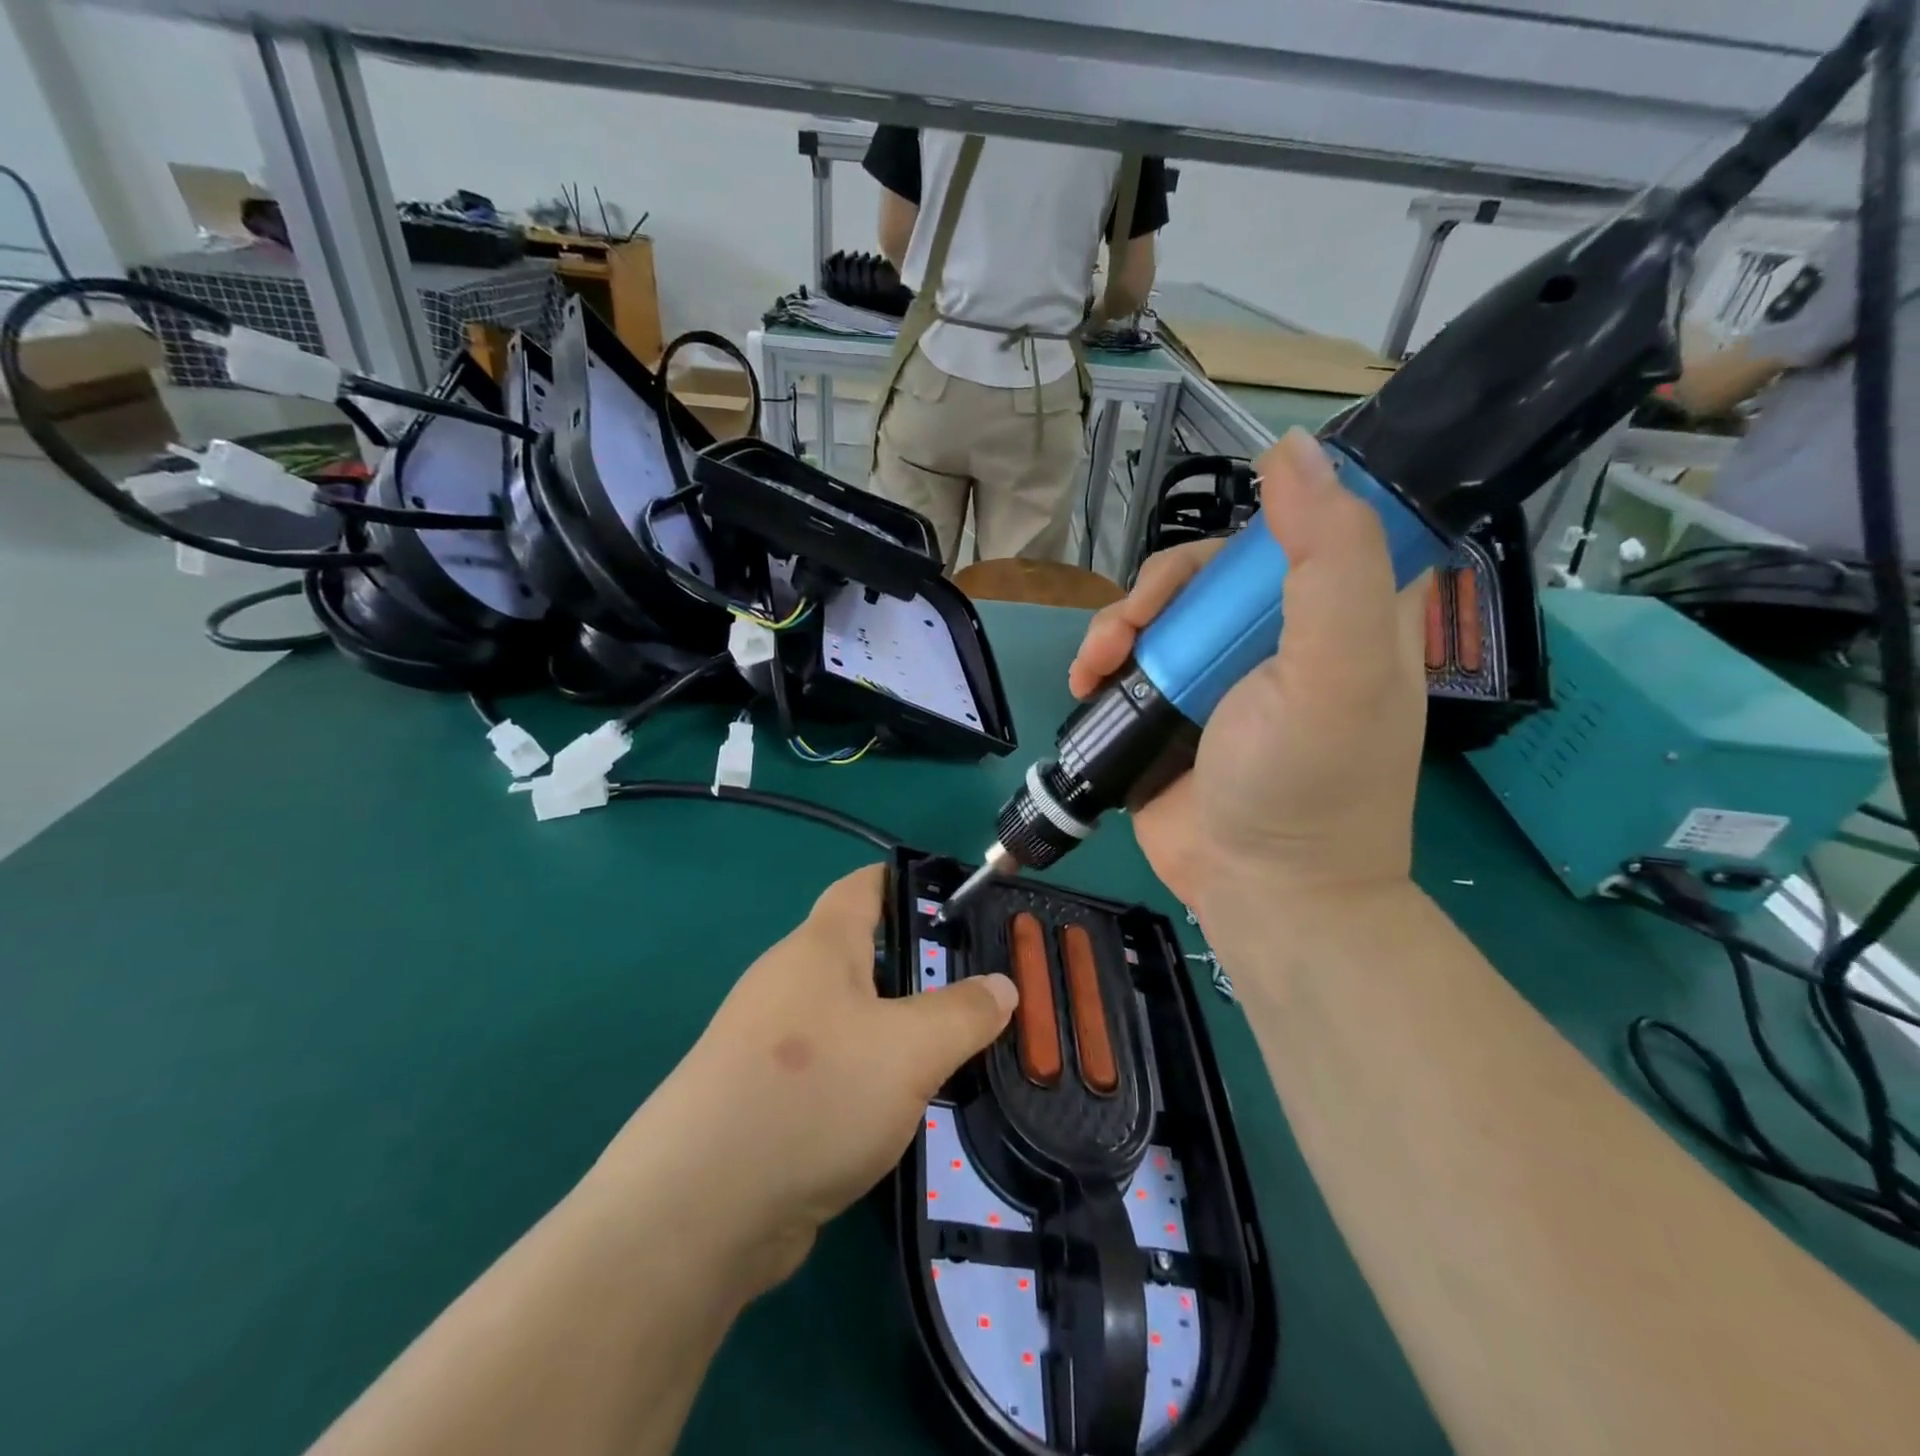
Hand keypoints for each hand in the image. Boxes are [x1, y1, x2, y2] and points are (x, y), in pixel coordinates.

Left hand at [598, 866, 1016, 1295]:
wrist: (700, 1209)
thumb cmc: (814, 1094)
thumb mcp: (911, 1049)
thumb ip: (963, 1013)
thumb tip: (1002, 986)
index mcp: (820, 947)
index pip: (864, 886)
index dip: (909, 882)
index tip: (958, 900)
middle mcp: (790, 982)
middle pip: (862, 955)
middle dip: (918, 968)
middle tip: (977, 993)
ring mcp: (770, 1043)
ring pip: (849, 1018)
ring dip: (896, 1031)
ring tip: (954, 1054)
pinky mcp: (763, 1098)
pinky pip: (831, 1069)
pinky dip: (868, 1078)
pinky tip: (901, 1110)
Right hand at [1068, 429, 1429, 921]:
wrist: (1257, 889)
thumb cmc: (1308, 782)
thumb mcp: (1336, 668)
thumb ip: (1329, 558)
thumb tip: (1291, 449)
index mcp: (1344, 609)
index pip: (1307, 523)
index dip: (1264, 516)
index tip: (1225, 552)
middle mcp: (1281, 631)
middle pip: (1212, 565)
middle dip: (1162, 587)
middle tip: (1137, 627)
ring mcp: (1219, 669)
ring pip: (1162, 607)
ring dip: (1119, 623)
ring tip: (1098, 665)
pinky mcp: (1170, 703)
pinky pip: (1130, 654)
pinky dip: (1101, 659)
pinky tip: (1087, 680)